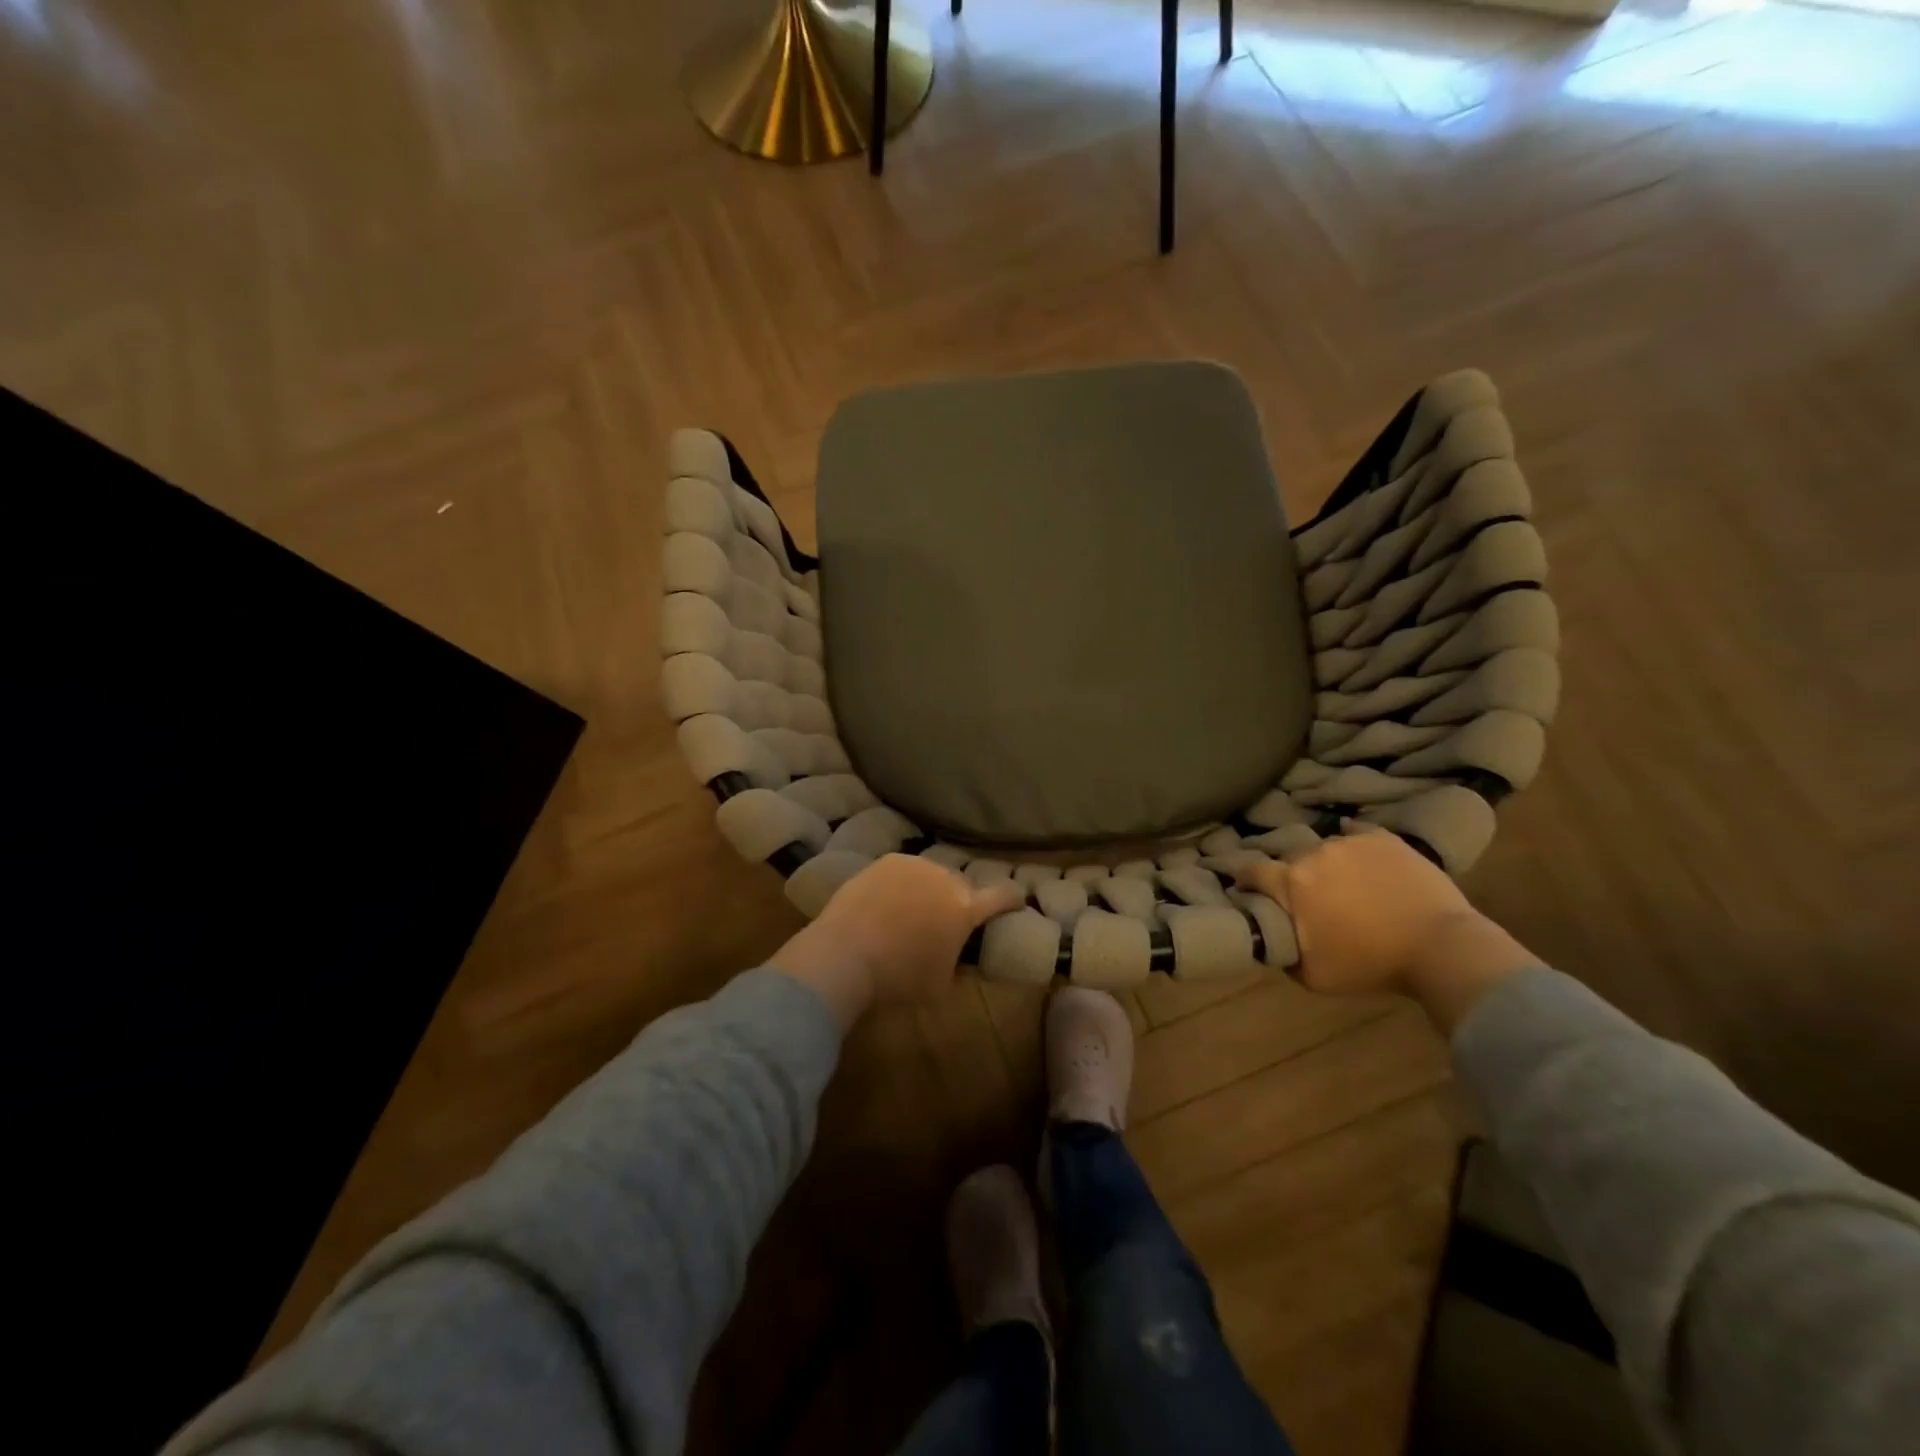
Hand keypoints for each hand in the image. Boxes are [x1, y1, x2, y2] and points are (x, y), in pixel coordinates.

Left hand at [771, 855, 1023, 1027]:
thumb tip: (959, 956)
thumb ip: (957, 963)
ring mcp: (914, 866)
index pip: (1003, 896)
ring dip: (929, 889)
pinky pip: (904, 871)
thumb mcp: (940, 985)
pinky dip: (902, 884)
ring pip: (932, 875)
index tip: (1018, 899)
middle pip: (962, 885)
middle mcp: (944, 879)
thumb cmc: (898, 979)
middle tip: (945, 921)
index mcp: (965, 909)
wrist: (844, 954)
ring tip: (912, 910)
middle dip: (959, 900)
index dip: (1013, 899)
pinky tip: (886, 903)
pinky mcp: (886, 862)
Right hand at [1236, 827, 1536, 1029]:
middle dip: (1294, 877)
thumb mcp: (1313, 976)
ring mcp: (1350, 842)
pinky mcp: (1383, 838)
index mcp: (1291, 883)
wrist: (1441, 948)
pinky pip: (1357, 833)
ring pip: (1325, 849)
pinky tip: (1360, 855)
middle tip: (1309, 897)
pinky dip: (1354, 843)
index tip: (1245, 889)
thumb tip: (1270, 939)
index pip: (1251, 872)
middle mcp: (1313, 854)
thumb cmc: (1371, 965)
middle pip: (1292, 861)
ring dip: (1327, 865)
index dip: (1244, 880)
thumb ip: (1283, 953)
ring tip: (1344, 883)